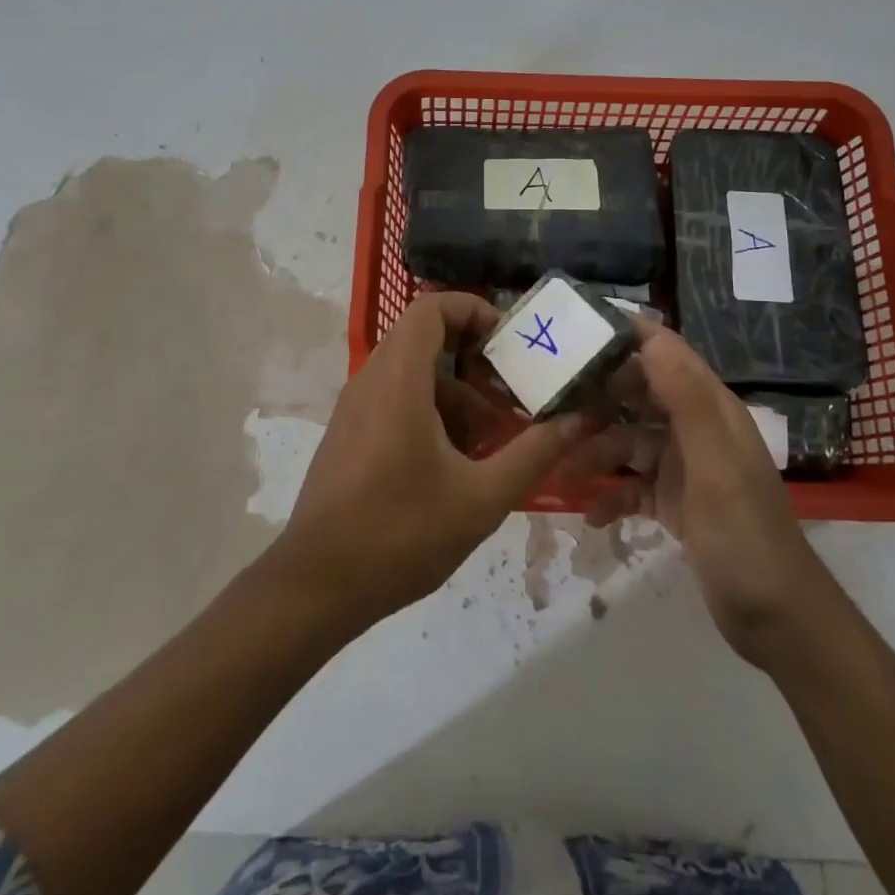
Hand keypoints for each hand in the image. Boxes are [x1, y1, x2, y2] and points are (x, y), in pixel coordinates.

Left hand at [271, 291, 595, 636]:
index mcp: (399, 381)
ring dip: (457, 395)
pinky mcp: (349, 435)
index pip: (431, 308)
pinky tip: (455, 465)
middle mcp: (371, 381)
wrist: (316, 586)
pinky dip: (431, 414)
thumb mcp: (481, 498)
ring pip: (413, 375)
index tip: (509, 344)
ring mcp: (355, 409)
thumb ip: (534, 453)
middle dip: (475, 361)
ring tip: (490, 442)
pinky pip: (395, 400)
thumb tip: (577, 420)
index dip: (473, 310)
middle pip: (425, 340)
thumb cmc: (400, 534)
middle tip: (510, 393)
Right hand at [582, 320, 816, 665]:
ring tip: (562, 474)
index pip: (665, 352)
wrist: (777, 620)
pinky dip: (612, 495)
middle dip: (598, 398)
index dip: (626, 336)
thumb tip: (650, 337)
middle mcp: (695, 429)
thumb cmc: (745, 535)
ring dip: (596, 454)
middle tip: (552, 406)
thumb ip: (685, 399)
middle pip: (639, 394)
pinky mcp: (674, 502)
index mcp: (711, 408)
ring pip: (629, 442)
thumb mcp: (714, 464)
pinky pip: (633, 485)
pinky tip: (593, 515)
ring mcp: (684, 467)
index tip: (576, 332)